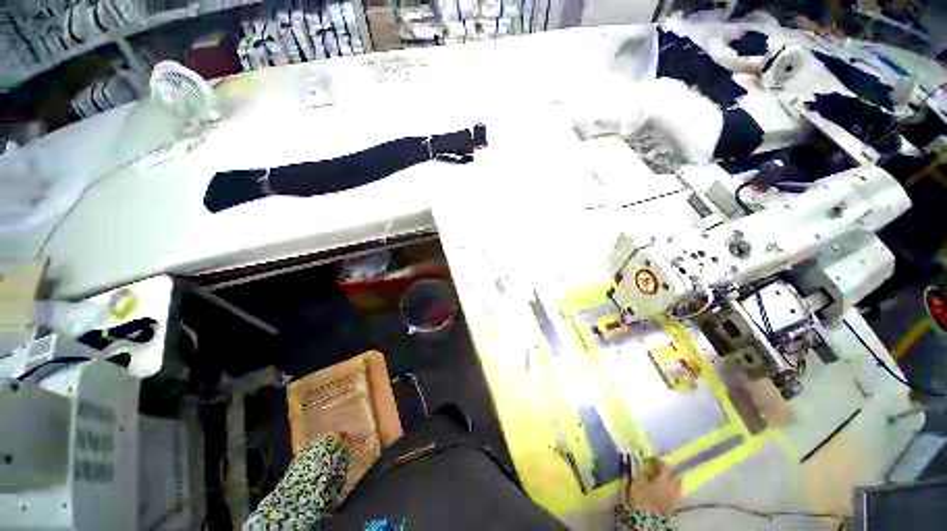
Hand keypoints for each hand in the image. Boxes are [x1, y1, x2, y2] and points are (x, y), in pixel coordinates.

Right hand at [625, 458, 681, 515]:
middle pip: (675, 477)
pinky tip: (666, 492)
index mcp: (664, 478)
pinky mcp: (674, 505)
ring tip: (664, 483)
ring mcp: (675, 496)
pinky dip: (672, 492)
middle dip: (670, 474)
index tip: (655, 460)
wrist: (648, 516)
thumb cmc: (642, 496)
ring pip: (677, 486)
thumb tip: (646, 467)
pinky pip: (675, 495)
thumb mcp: (638, 481)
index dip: (661, 462)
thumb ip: (643, 472)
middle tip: (661, 472)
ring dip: (672, 483)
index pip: (666, 466)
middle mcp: (672, 486)